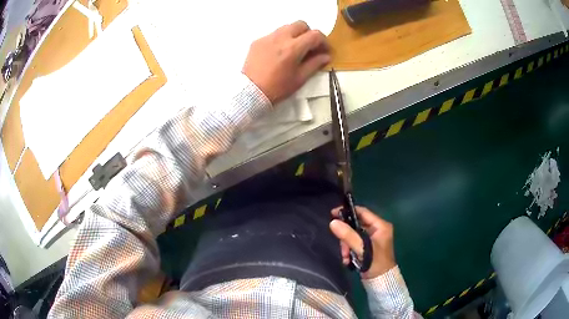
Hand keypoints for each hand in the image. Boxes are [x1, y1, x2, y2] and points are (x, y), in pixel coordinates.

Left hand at [242, 21, 329, 104]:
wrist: (250, 92)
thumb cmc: (277, 88)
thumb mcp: (300, 78)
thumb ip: (315, 64)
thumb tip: (325, 56)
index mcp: (293, 48)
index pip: (315, 35)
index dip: (324, 41)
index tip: (324, 50)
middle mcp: (280, 38)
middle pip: (301, 24)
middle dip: (309, 33)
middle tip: (310, 47)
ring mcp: (267, 38)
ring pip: (286, 27)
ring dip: (295, 34)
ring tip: (295, 49)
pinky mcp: (257, 41)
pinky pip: (274, 34)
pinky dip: (281, 39)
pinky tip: (279, 53)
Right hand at [329, 206, 395, 278]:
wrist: (381, 281)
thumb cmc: (376, 262)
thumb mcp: (362, 248)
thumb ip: (348, 235)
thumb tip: (333, 222)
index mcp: (380, 226)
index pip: (363, 212)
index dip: (348, 212)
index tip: (333, 214)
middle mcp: (377, 230)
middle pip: (356, 225)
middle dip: (346, 236)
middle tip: (342, 246)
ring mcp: (371, 239)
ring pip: (353, 235)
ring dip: (346, 246)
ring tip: (345, 256)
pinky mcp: (366, 248)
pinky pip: (354, 244)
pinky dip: (349, 251)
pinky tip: (347, 260)